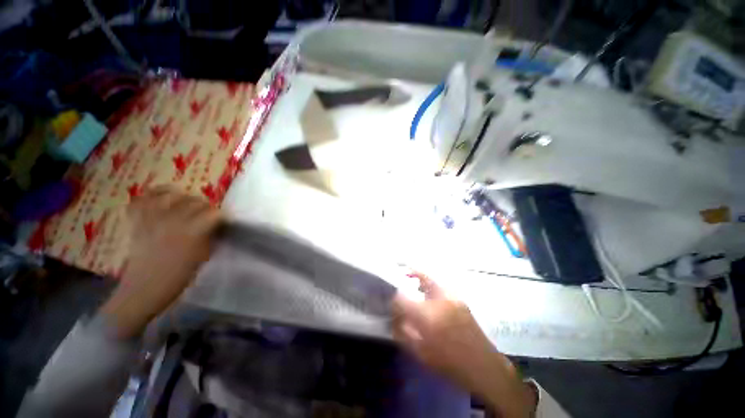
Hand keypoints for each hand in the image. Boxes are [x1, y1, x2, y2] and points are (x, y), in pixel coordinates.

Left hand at [100, 187, 221, 338]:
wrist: (143, 290)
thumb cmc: (178, 278)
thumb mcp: (203, 257)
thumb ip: (210, 237)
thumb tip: (218, 226)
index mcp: (191, 233)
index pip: (214, 213)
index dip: (222, 216)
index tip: (224, 222)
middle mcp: (172, 221)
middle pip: (195, 201)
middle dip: (206, 207)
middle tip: (207, 216)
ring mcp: (152, 219)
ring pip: (170, 194)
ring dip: (182, 197)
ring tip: (186, 205)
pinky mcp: (137, 222)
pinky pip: (141, 200)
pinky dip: (152, 196)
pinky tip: (162, 199)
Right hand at [392, 273, 536, 417]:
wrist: (483, 365)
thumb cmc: (449, 363)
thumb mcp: (420, 352)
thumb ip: (403, 332)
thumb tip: (392, 317)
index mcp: (428, 316)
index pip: (402, 298)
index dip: (393, 299)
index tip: (390, 302)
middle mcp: (440, 299)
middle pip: (419, 276)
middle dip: (407, 274)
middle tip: (400, 276)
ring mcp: (452, 296)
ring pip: (430, 277)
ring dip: (418, 277)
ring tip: (411, 281)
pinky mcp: (459, 297)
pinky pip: (439, 284)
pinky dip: (429, 284)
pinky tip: (427, 293)